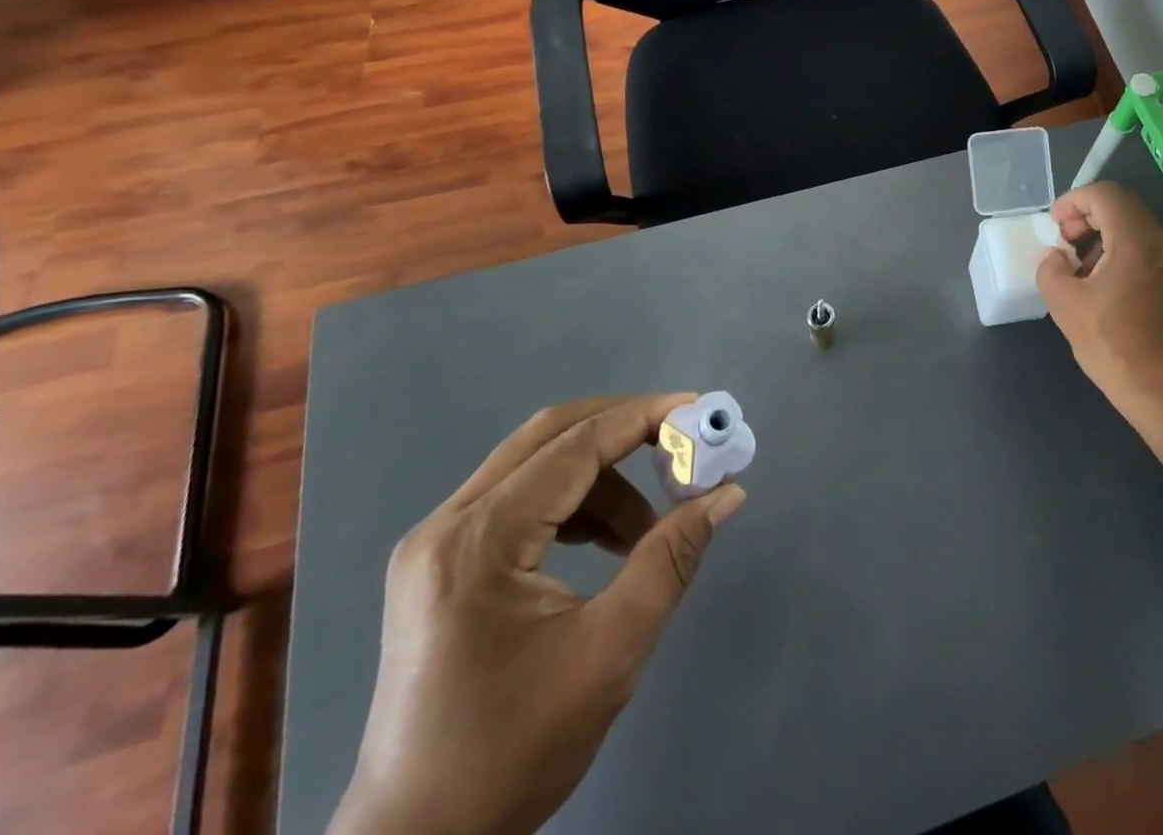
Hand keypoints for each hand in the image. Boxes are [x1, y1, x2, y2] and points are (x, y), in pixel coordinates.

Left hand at [329, 395, 745, 834]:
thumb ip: (671, 560)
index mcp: (479, 541)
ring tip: (648, 527)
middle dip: (623, 428)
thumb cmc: (513, 751)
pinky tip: (607, 542)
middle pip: (550, 434)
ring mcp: (436, 540)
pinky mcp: (441, 561)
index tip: (698, 411)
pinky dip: (573, 502)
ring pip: (536, 463)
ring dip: (602, 476)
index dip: (643, 418)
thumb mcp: (610, 653)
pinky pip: (519, 497)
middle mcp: (448, 523)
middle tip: (681, 443)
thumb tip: (726, 494)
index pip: (575, 445)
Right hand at [1036, 182, 1162, 415]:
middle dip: (1088, 214)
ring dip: (1103, 234)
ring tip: (1079, 264)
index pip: (1105, 194)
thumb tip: (1056, 257)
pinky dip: (1120, 250)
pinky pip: (1146, 248)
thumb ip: (1051, 270)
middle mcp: (1162, 243)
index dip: (1074, 200)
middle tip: (1064, 239)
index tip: (1054, 224)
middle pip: (1122, 206)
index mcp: (1136, 241)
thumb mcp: (1065, 305)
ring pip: (1135, 226)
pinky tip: (1102, 282)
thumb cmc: (1113, 345)